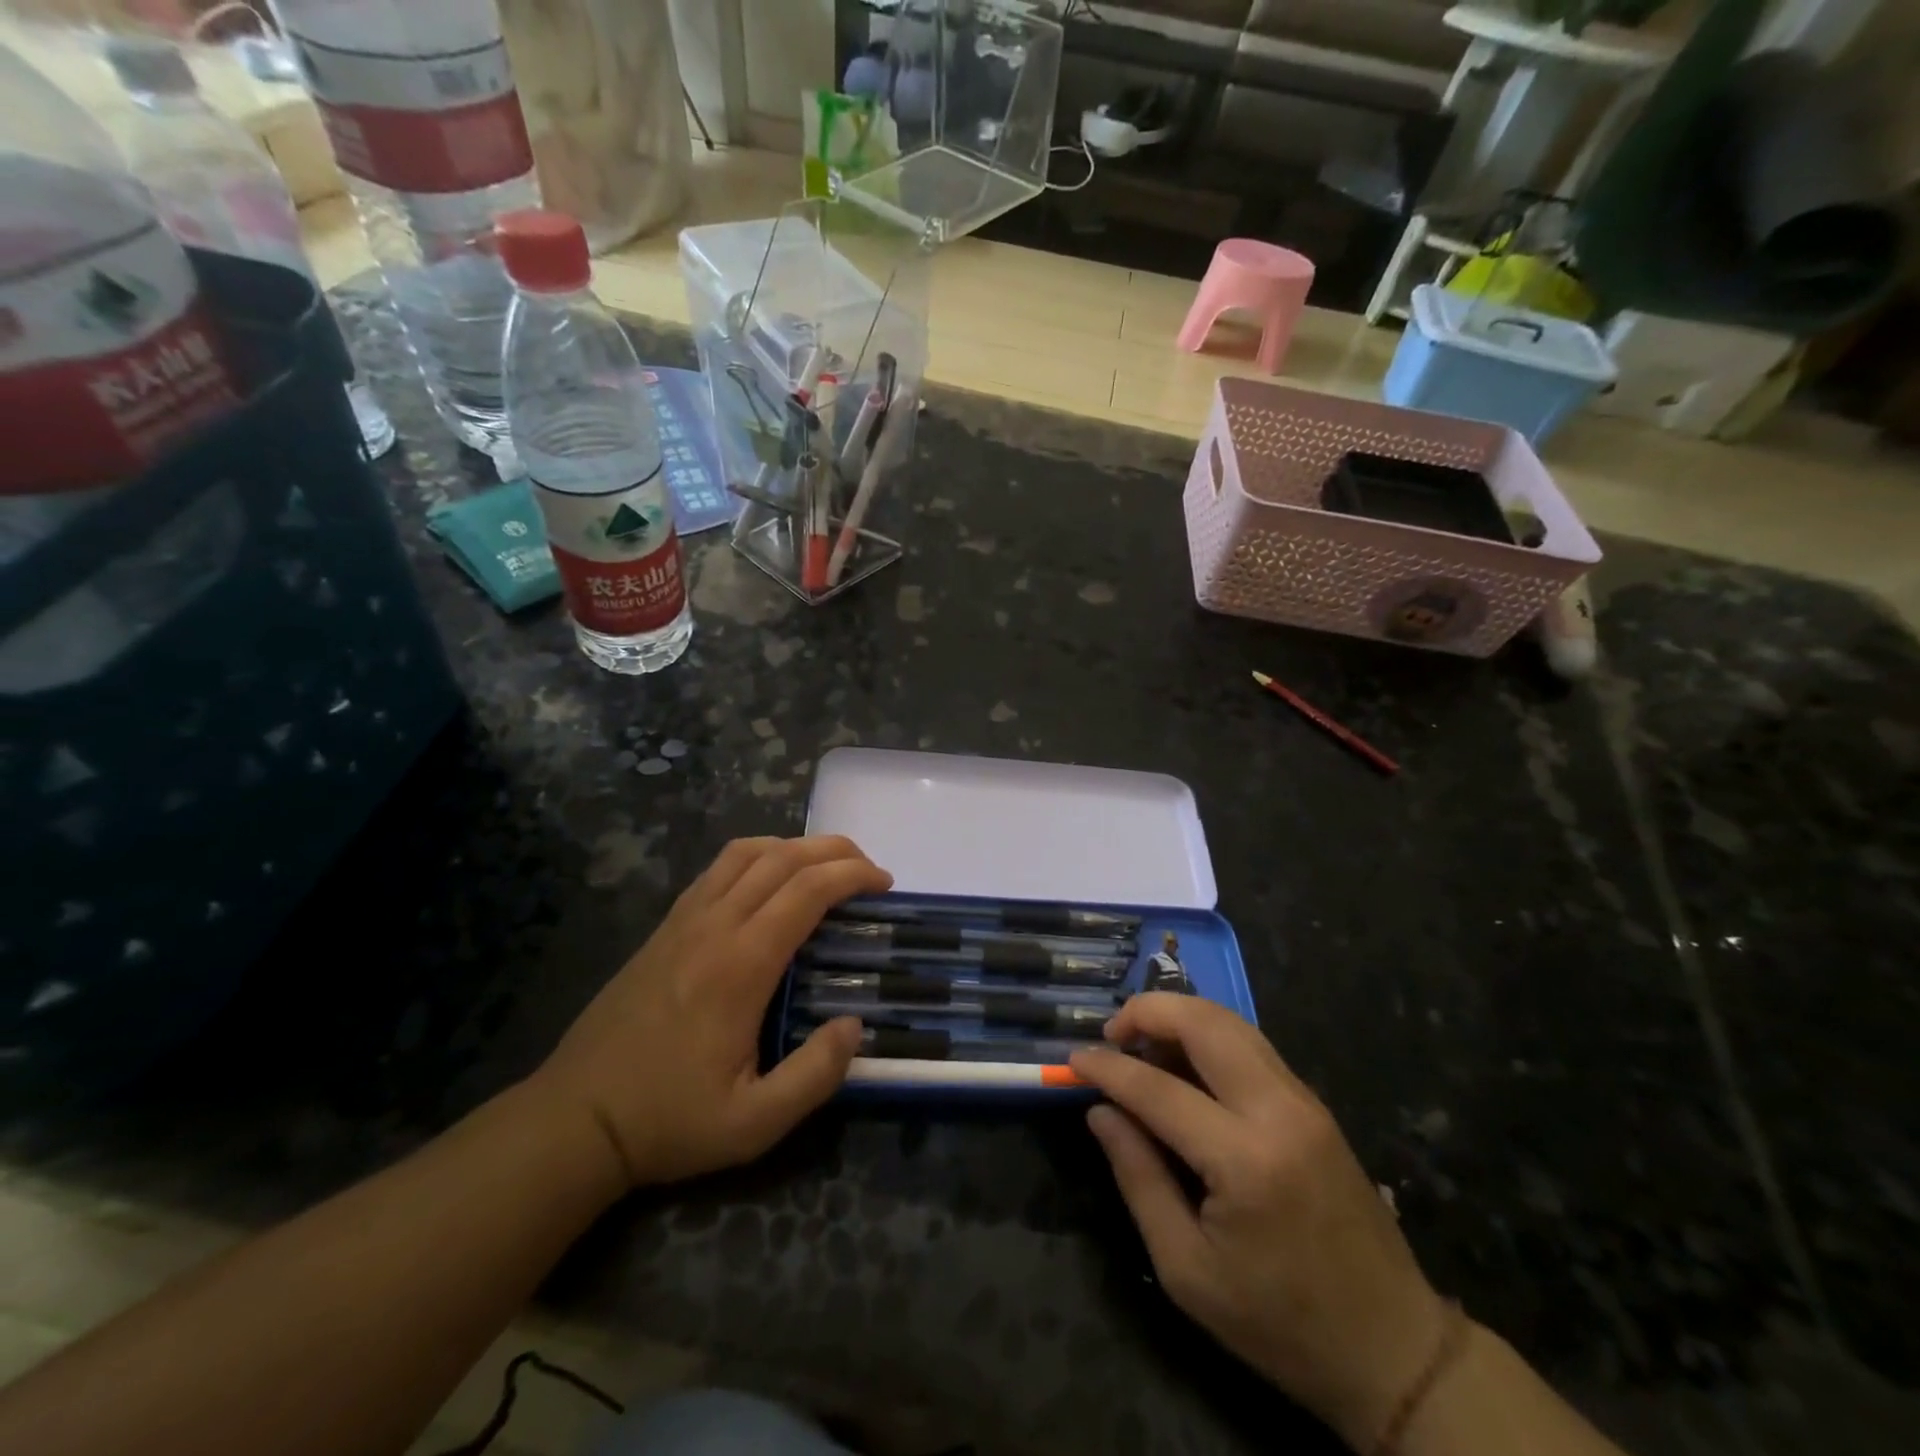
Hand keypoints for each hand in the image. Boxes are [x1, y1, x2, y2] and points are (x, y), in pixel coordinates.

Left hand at [531, 835, 890, 1187]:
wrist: (576, 1118)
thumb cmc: (669, 1120)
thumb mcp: (753, 1123)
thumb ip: (814, 1076)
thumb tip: (852, 1025)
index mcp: (741, 965)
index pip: (807, 890)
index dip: (853, 875)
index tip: (884, 884)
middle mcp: (714, 926)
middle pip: (783, 858)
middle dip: (835, 851)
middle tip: (869, 870)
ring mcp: (684, 919)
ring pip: (747, 852)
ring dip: (795, 846)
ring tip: (825, 867)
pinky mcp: (666, 925)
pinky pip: (718, 868)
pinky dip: (757, 855)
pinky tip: (770, 880)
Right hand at [1071, 995, 1446, 1448]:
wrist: (1394, 1348)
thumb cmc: (1280, 1323)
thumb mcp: (1187, 1270)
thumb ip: (1138, 1179)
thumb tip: (1101, 1112)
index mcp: (1245, 1160)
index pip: (1157, 1088)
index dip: (1108, 1068)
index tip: (1072, 1059)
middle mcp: (1278, 1110)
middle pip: (1204, 1022)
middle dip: (1147, 1011)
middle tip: (1110, 1035)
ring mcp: (1303, 1100)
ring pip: (1231, 1022)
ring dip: (1179, 1016)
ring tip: (1140, 1043)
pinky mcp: (1313, 1104)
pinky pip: (1251, 1044)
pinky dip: (1208, 1035)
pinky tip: (1182, 1063)